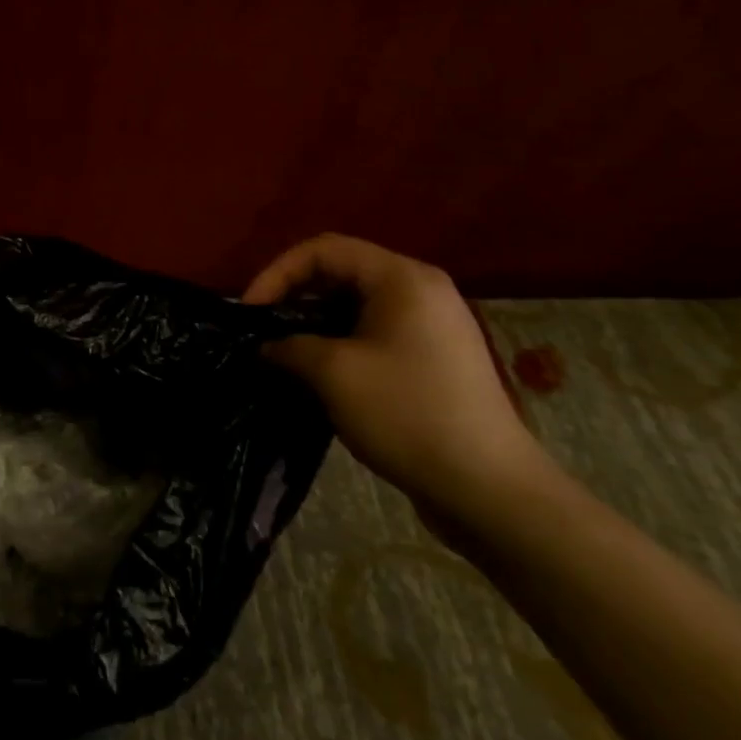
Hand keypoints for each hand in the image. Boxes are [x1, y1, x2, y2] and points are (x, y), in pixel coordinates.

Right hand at [243, 234, 548, 522]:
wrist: (489, 490)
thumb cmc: (407, 414)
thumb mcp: (333, 373)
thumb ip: (289, 346)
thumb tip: (266, 346)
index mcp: (402, 279)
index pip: (323, 249)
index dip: (278, 273)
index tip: (250, 311)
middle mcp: (421, 290)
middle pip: (341, 271)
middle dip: (294, 295)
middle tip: (263, 329)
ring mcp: (432, 325)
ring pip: (356, 304)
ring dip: (314, 322)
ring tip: (283, 351)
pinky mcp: (434, 359)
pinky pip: (375, 332)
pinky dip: (340, 342)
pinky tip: (319, 372)